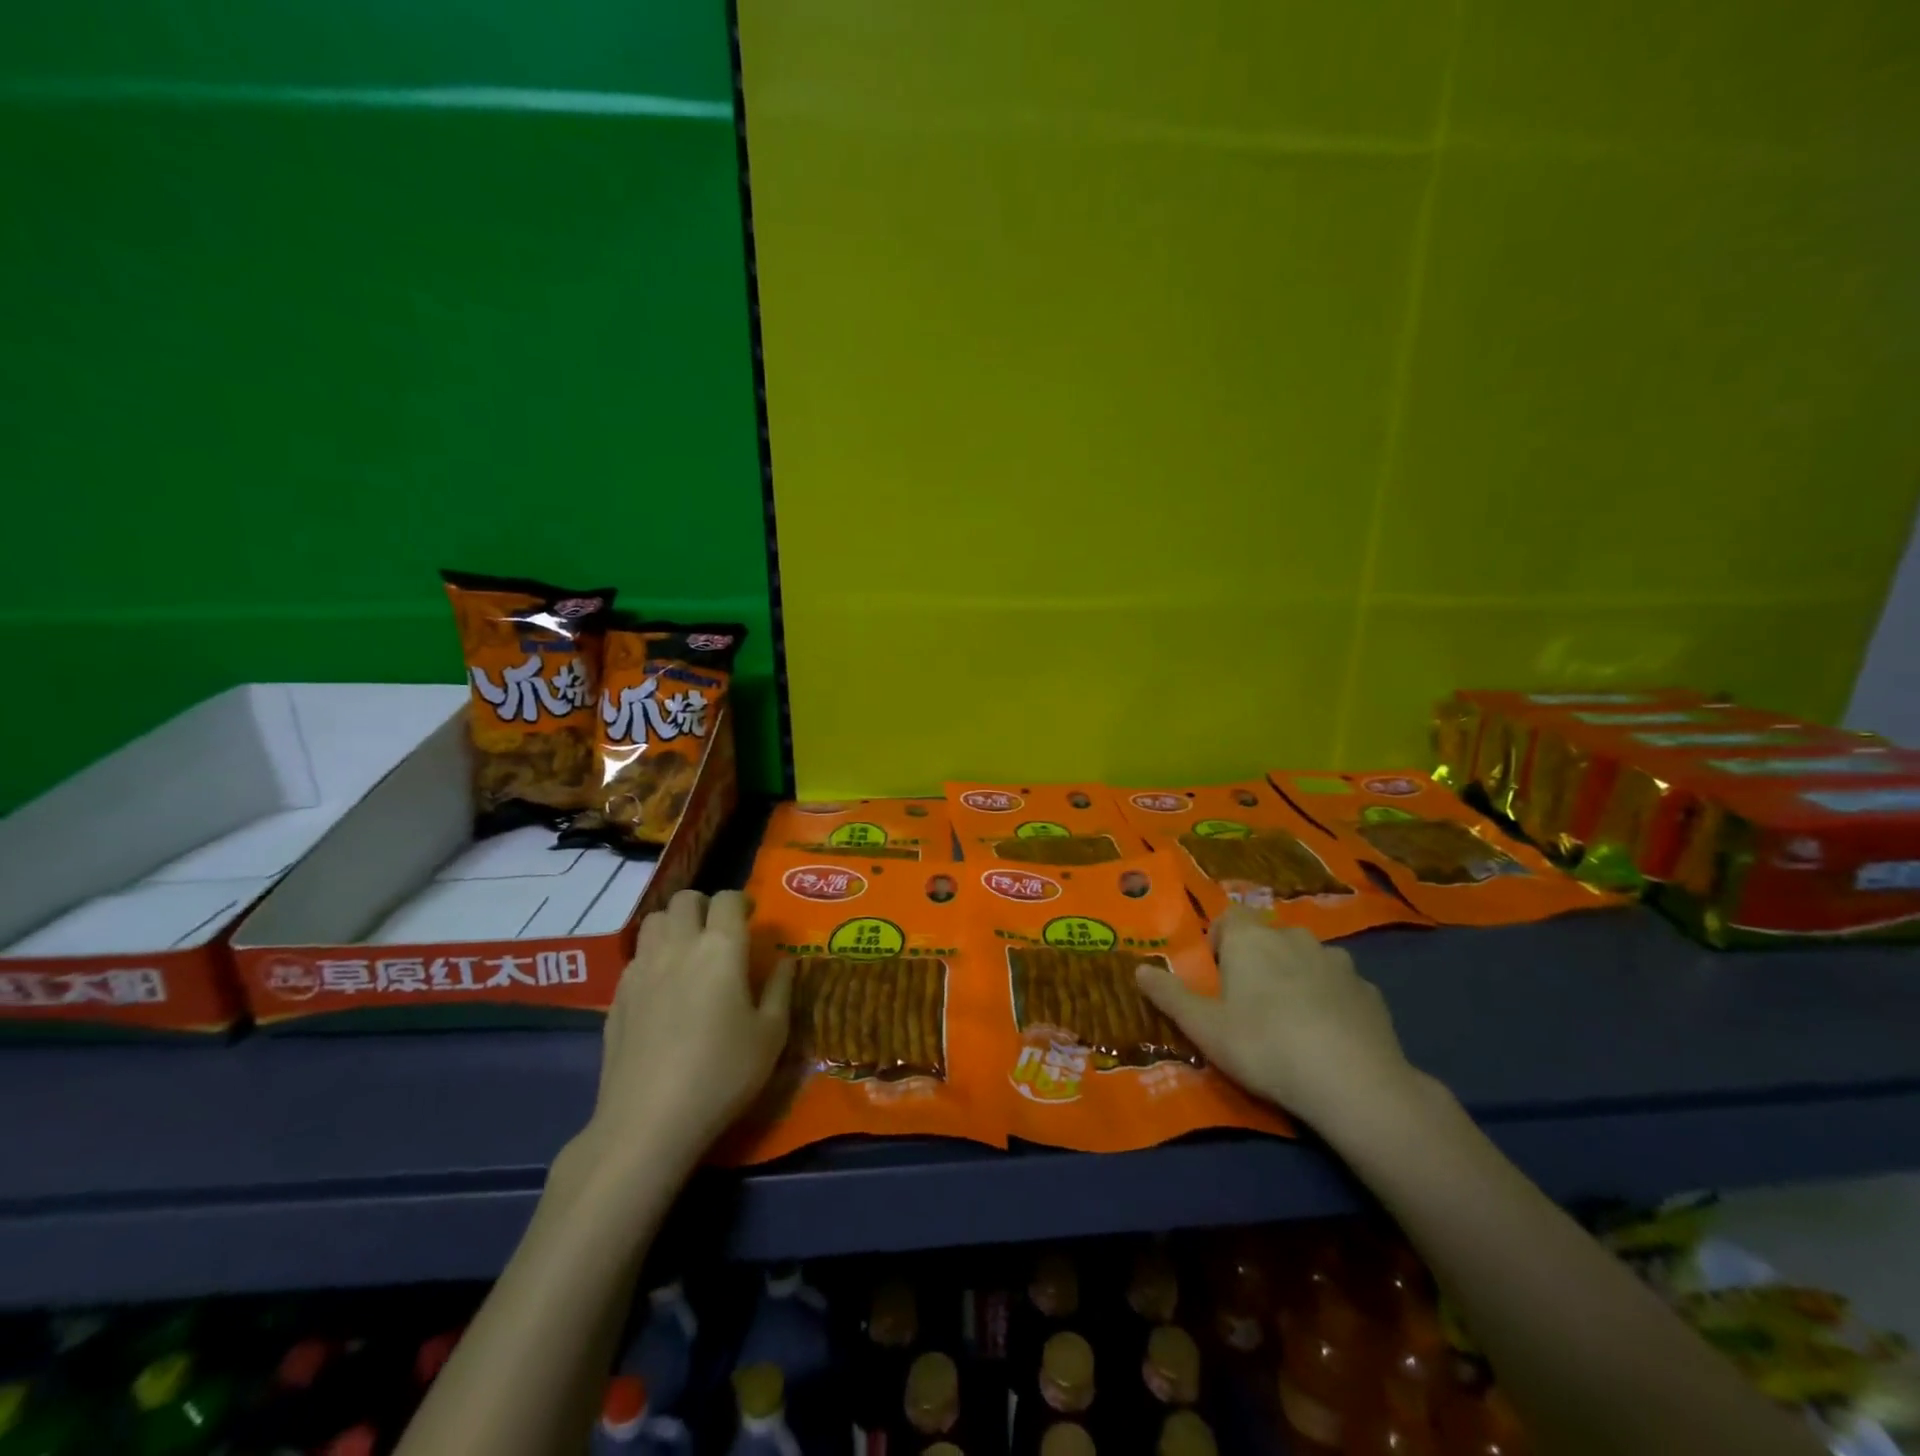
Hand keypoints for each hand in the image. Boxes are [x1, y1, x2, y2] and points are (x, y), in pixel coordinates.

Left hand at [589, 889, 793, 1169]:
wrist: (649, 1120)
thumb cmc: (722, 1074)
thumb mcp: (771, 1035)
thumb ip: (781, 989)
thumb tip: (786, 961)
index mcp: (721, 948)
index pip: (728, 899)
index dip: (742, 902)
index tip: (751, 918)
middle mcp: (678, 946)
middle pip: (686, 900)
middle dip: (705, 906)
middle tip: (719, 932)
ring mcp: (641, 969)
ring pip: (654, 921)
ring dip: (674, 925)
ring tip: (688, 952)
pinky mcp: (617, 996)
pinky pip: (636, 956)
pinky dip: (653, 957)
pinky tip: (663, 989)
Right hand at [1134, 908, 1415, 1130]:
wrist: (1353, 1081)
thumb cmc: (1264, 1045)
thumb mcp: (1204, 1027)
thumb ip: (1169, 996)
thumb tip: (1138, 969)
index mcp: (1250, 939)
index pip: (1228, 918)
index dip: (1218, 942)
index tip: (1216, 977)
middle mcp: (1293, 937)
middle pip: (1267, 938)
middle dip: (1257, 962)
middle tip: (1248, 1006)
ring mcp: (1337, 962)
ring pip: (1306, 960)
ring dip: (1295, 978)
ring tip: (1290, 1023)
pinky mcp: (1369, 991)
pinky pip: (1339, 987)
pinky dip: (1330, 1002)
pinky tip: (1328, 1039)